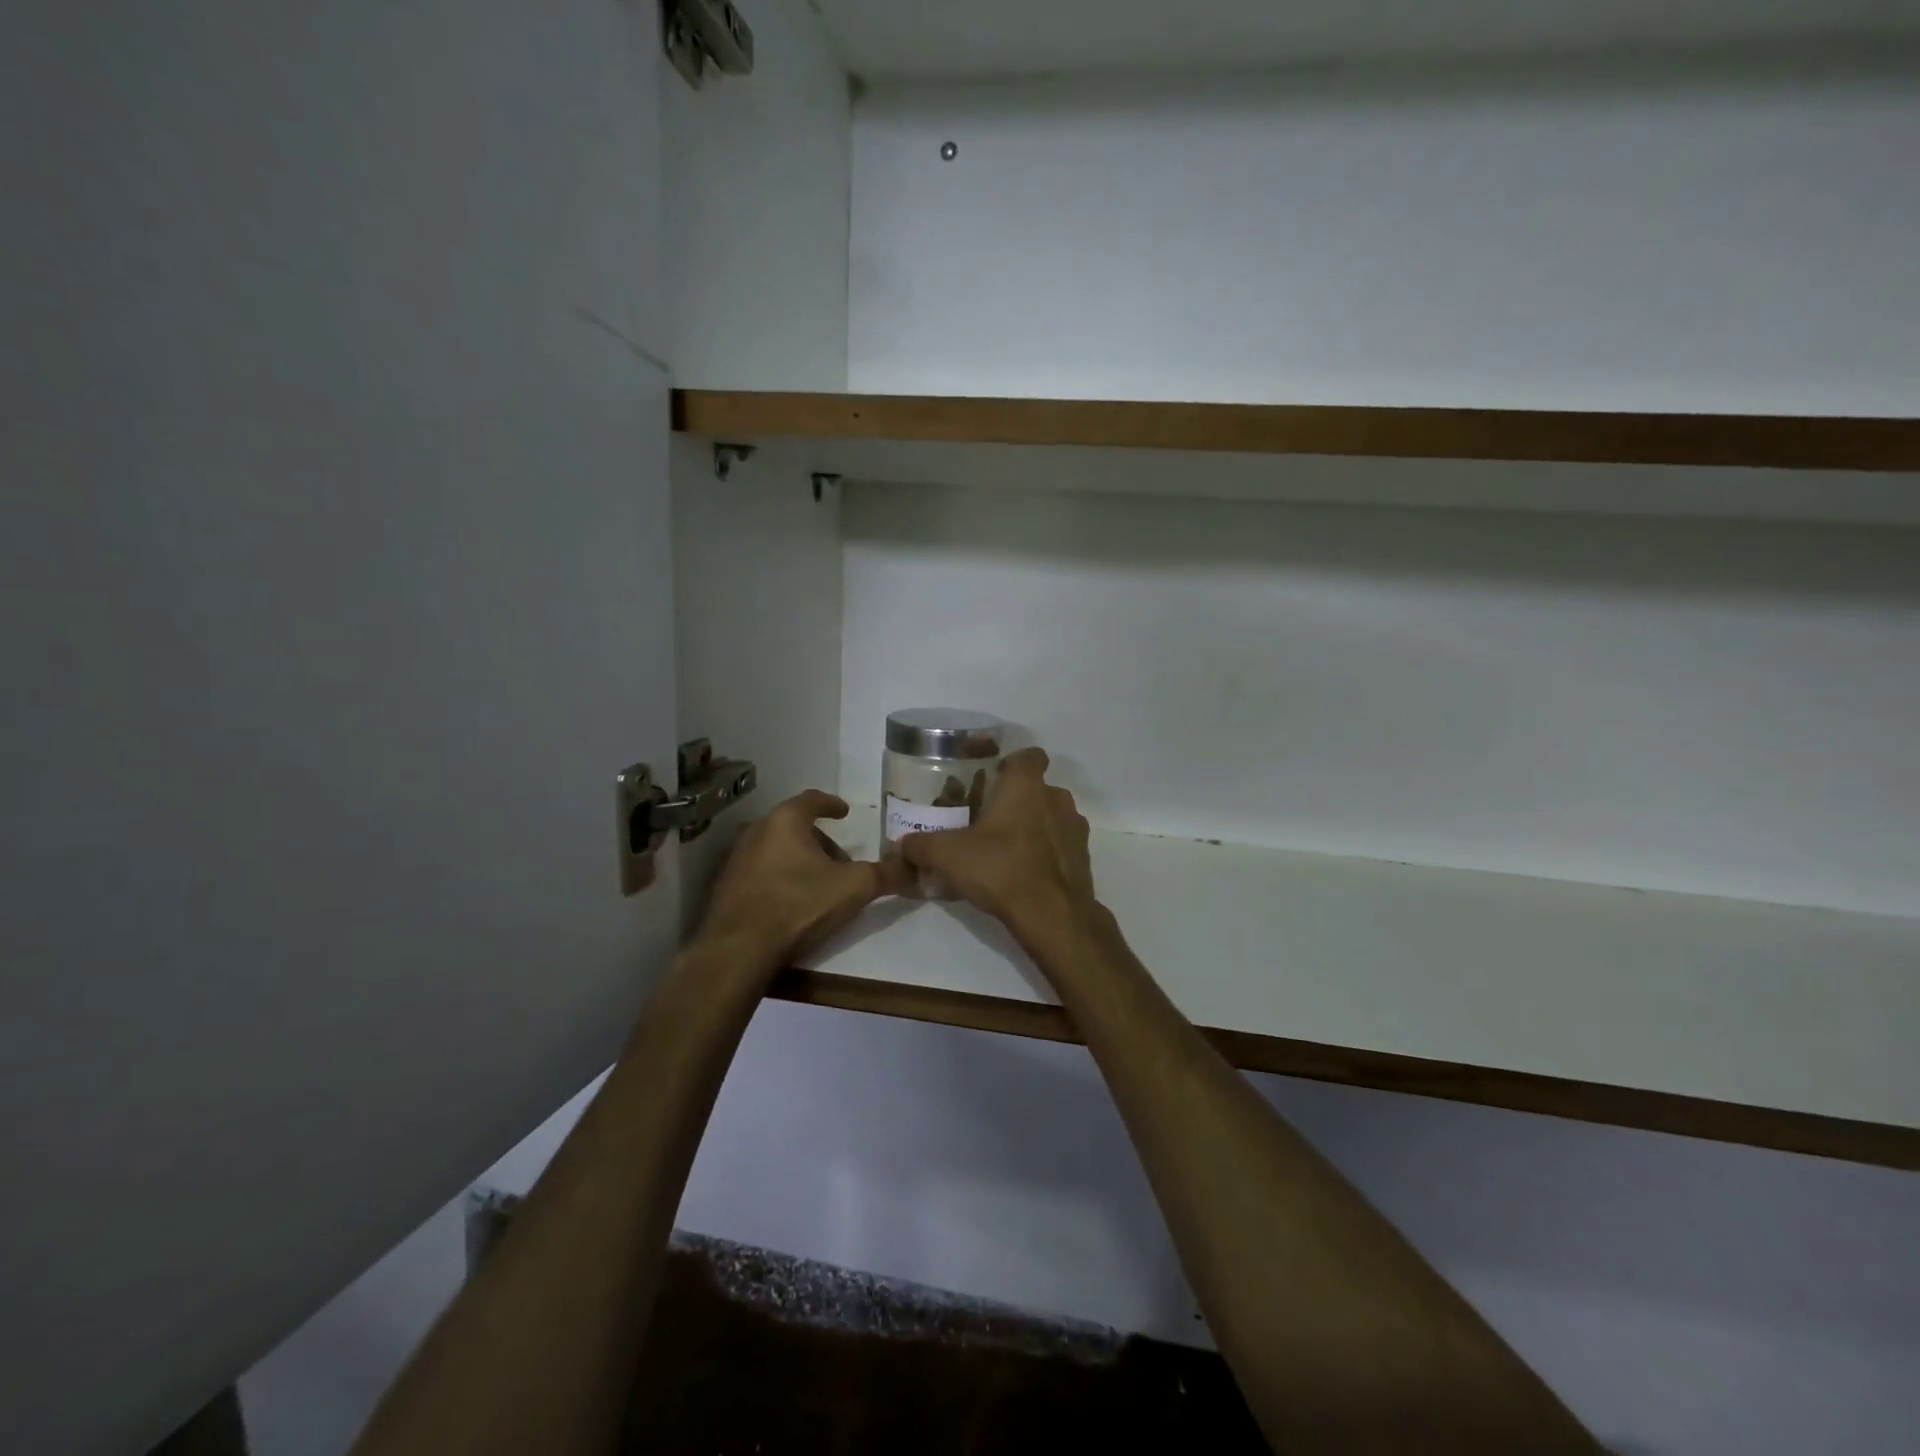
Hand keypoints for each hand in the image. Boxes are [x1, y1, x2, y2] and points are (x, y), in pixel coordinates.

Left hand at [695, 791, 910, 971]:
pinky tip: (792, 903)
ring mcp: (737, 859)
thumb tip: (915, 867)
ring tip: (820, 885)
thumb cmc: (798, 905)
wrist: (738, 950)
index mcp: (785, 821)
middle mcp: (756, 831)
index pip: (812, 799)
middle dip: (821, 841)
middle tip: (841, 862)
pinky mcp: (727, 887)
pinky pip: (761, 872)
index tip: (845, 812)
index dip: (831, 804)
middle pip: (795, 826)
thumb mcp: (853, 888)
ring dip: (800, 860)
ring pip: (777, 849)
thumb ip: (886, 874)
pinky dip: (780, 877)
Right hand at [898, 748, 1098, 942]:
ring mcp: (1075, 828)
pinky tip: (1025, 873)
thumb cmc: (1000, 868)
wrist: (1052, 915)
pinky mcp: (1084, 857)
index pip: (1029, 755)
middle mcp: (1056, 798)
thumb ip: (922, 846)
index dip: (1012, 763)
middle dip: (1016, 800)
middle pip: (1037, 788)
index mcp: (1026, 786)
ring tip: (1006, 849)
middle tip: (989, 820)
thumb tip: (902, 845)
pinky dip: (1046, 852)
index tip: (993, 778)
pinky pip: (1061, 845)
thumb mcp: (948, 856)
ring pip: (1051, 816)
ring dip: (1033, 826)